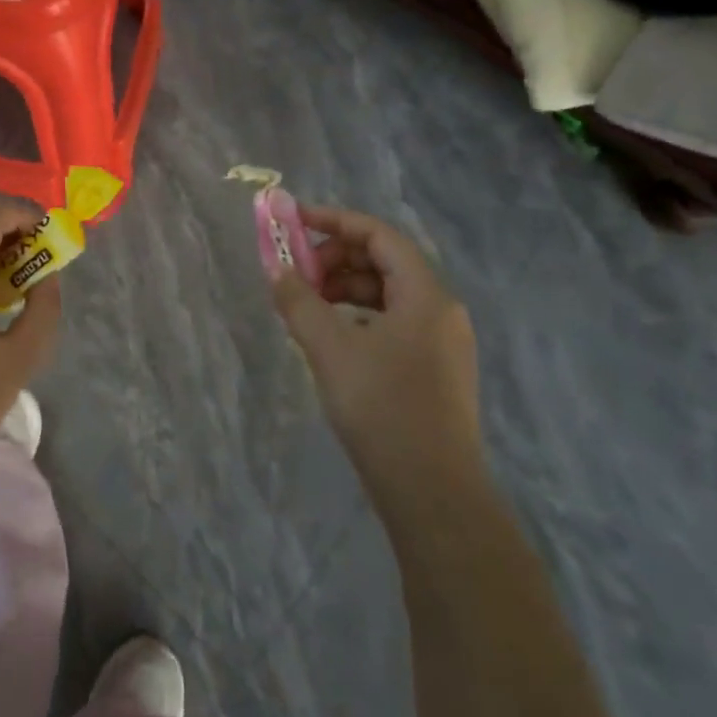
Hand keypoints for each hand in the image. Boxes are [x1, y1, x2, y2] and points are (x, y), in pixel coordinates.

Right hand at [271, 206, 481, 500]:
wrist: (434, 495)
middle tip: (297, 275)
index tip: (293, 222)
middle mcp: (441, 310)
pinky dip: (358, 316)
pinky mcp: (434, 370)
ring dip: (344, 288)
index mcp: (426, 294)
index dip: (334, 221)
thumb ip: (298, 300)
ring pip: (387, 293)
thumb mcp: (329, 348)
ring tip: (307, 307)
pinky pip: (392, 322)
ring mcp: (441, 342)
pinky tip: (332, 337)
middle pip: (383, 261)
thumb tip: (274, 266)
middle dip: (335, 258)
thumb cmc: (383, 409)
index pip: (379, 235)